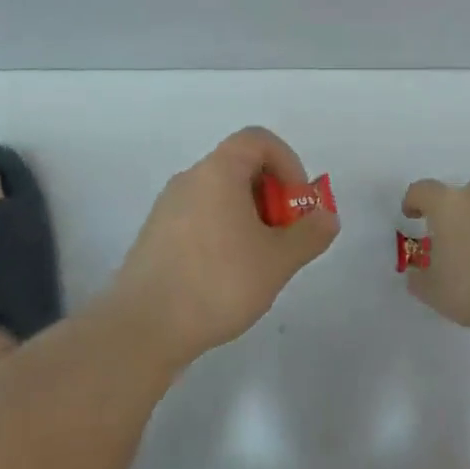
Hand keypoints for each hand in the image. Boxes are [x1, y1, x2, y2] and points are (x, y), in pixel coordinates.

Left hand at [111, 127, 337, 365]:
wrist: (143, 328)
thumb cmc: (217, 282)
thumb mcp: (277, 260)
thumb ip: (309, 234)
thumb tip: (326, 217)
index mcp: (218, 171)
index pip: (259, 140)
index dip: (288, 163)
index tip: (297, 204)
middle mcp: (190, 178)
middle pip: (241, 166)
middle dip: (273, 196)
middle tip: (285, 237)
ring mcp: (168, 207)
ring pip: (221, 195)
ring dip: (250, 217)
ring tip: (260, 262)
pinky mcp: (157, 236)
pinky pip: (201, 217)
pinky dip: (224, 232)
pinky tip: (228, 277)